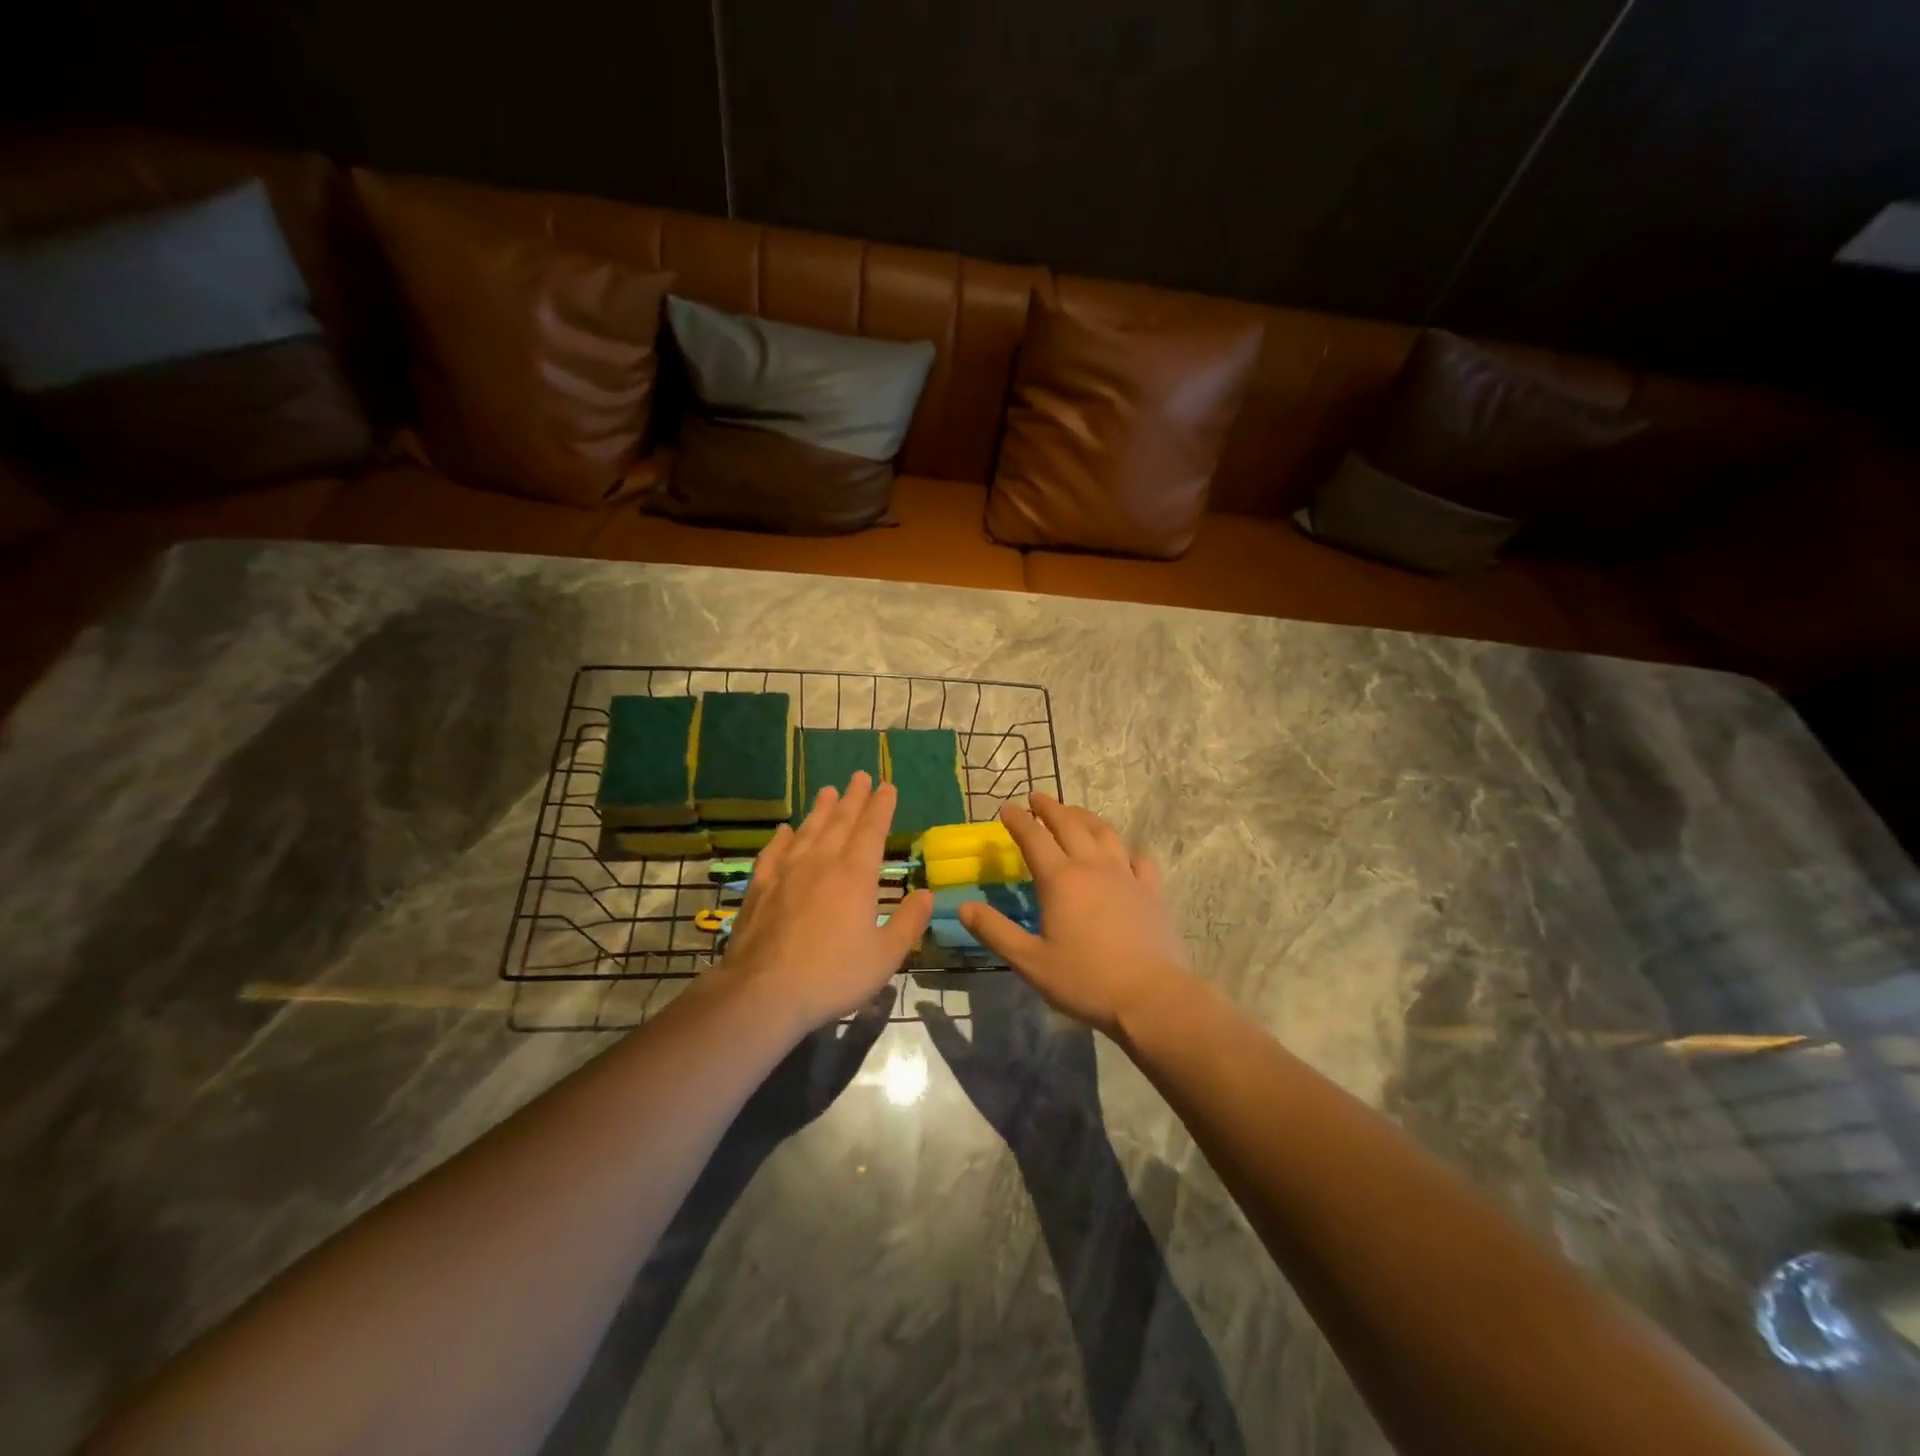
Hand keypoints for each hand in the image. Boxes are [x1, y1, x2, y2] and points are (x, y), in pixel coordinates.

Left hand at [719, 771, 932, 1032]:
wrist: (764, 993)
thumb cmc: (832, 976)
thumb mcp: (885, 956)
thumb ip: (909, 923)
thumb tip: (927, 894)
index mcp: (856, 876)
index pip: (872, 830)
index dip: (881, 806)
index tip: (887, 786)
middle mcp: (822, 863)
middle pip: (840, 821)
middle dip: (853, 798)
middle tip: (859, 776)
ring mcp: (787, 873)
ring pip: (808, 831)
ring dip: (820, 809)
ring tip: (827, 790)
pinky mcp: (760, 888)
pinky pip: (773, 853)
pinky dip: (781, 838)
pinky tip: (784, 830)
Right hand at [958, 794, 1193, 1036]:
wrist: (1152, 997)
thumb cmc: (1085, 980)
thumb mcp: (1030, 962)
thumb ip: (995, 932)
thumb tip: (963, 907)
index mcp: (1060, 880)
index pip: (1033, 838)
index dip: (1018, 820)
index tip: (1006, 807)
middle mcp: (1093, 867)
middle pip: (1070, 825)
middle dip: (1050, 808)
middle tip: (1037, 797)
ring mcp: (1126, 876)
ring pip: (1105, 833)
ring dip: (1085, 818)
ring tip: (1074, 813)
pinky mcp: (1152, 892)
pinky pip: (1139, 860)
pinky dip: (1126, 851)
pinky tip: (1123, 855)